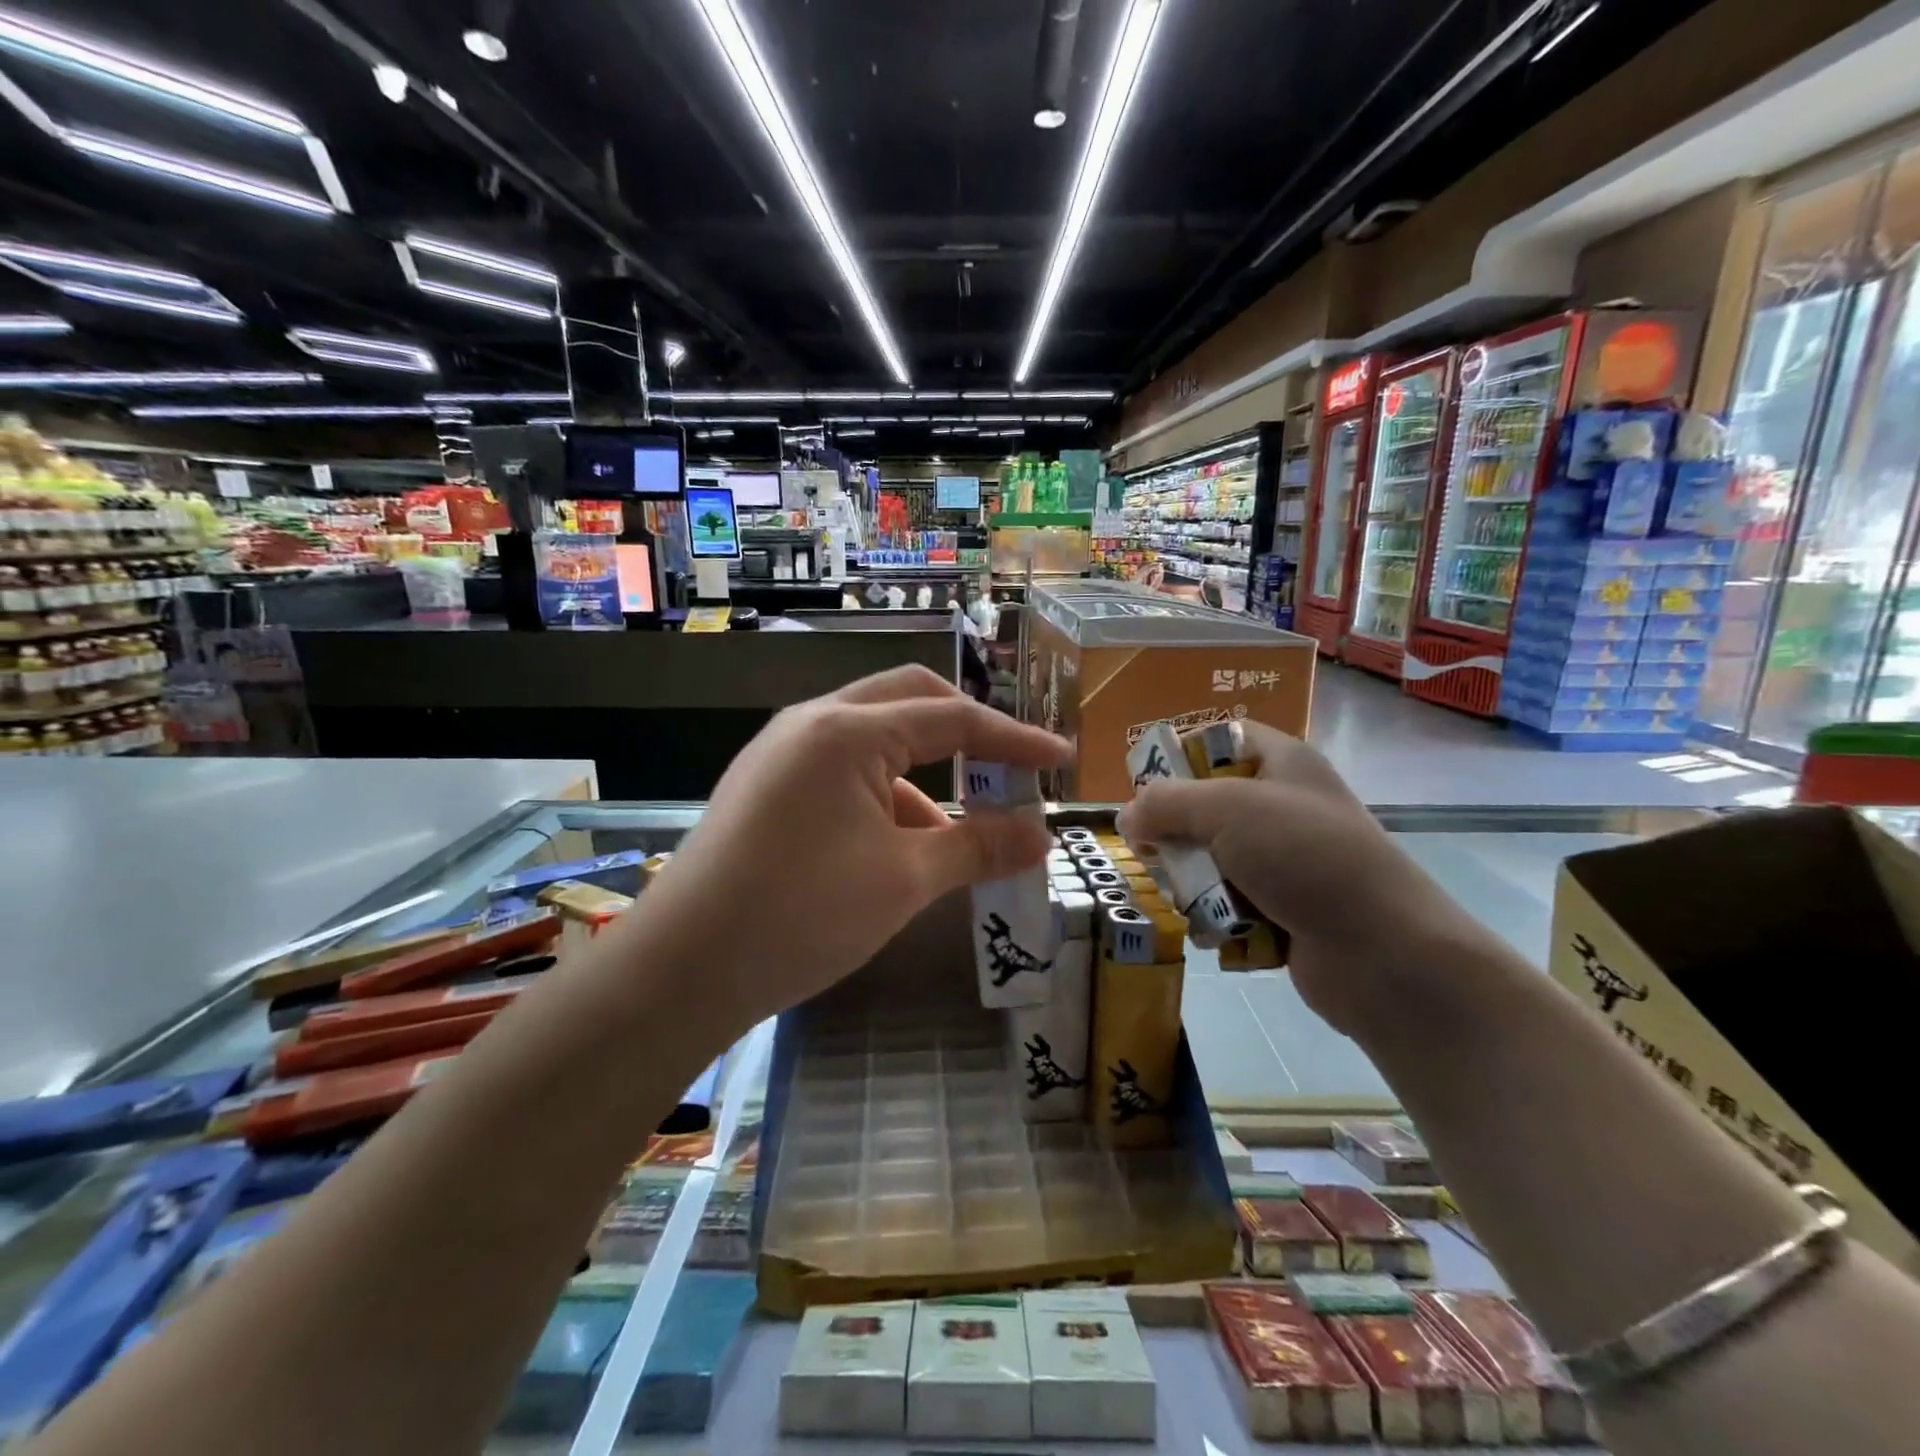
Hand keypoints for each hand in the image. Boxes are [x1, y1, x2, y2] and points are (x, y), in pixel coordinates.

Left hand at [634, 666, 1070, 1036]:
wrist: (680, 971)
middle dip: (966, 732)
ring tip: (956, 835)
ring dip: (924, 773)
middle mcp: (812, 723)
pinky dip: (885, 795)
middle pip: (909, 701)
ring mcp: (782, 751)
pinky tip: (899, 847)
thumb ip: (978, 846)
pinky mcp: (767, 785)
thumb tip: (1040, 837)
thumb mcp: (904, 880)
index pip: (952, 718)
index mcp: (847, 730)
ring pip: (874, 737)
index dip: (1014, 741)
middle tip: (1009, 770)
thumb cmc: (801, 914)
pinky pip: (843, 770)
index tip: (1061, 759)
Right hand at [1117, 723, 1487, 1036]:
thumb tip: (1125, 816)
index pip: (1219, 739)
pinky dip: (1213, 917)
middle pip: (1203, 805)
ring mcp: (1283, 861)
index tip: (1144, 786)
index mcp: (1282, 763)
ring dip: (1189, 881)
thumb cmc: (1306, 858)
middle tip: (1155, 852)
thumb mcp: (1227, 810)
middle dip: (1174, 832)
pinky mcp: (1280, 908)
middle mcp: (1282, 806)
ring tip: (1186, 899)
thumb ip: (1166, 803)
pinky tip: (1212, 931)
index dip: (1178, 755)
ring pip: (1209, 858)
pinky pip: (1226, 902)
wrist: (1385, 953)